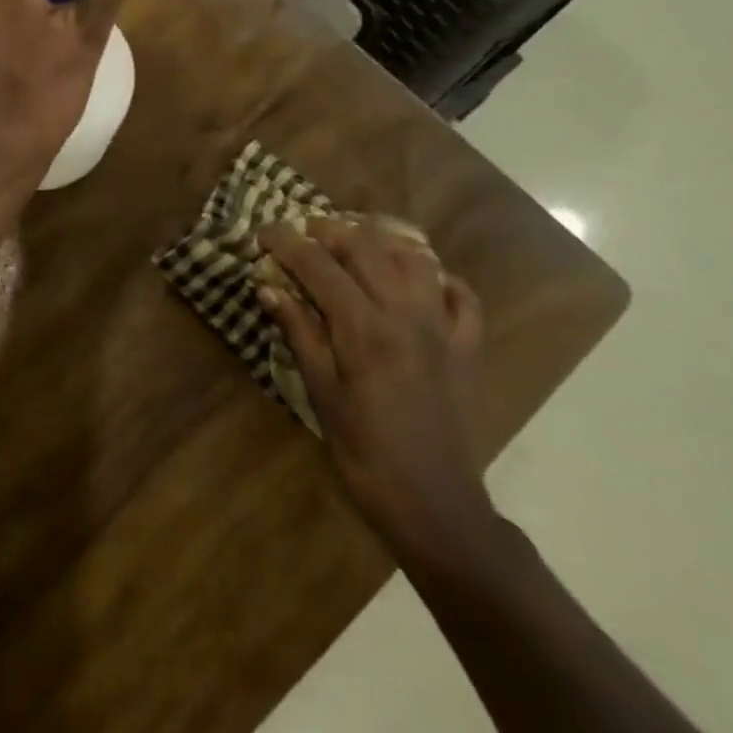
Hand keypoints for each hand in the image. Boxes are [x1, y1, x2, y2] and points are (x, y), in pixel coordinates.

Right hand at [255, 218, 499, 571]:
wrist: (432, 502)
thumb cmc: (362, 451)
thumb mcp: (319, 392)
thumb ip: (298, 332)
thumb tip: (268, 288)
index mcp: (364, 328)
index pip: (319, 266)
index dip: (287, 243)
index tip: (264, 231)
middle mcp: (407, 315)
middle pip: (368, 248)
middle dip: (331, 230)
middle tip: (303, 232)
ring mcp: (444, 328)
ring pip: (416, 260)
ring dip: (382, 241)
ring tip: (354, 240)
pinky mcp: (468, 348)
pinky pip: (461, 296)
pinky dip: (439, 277)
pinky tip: (420, 279)